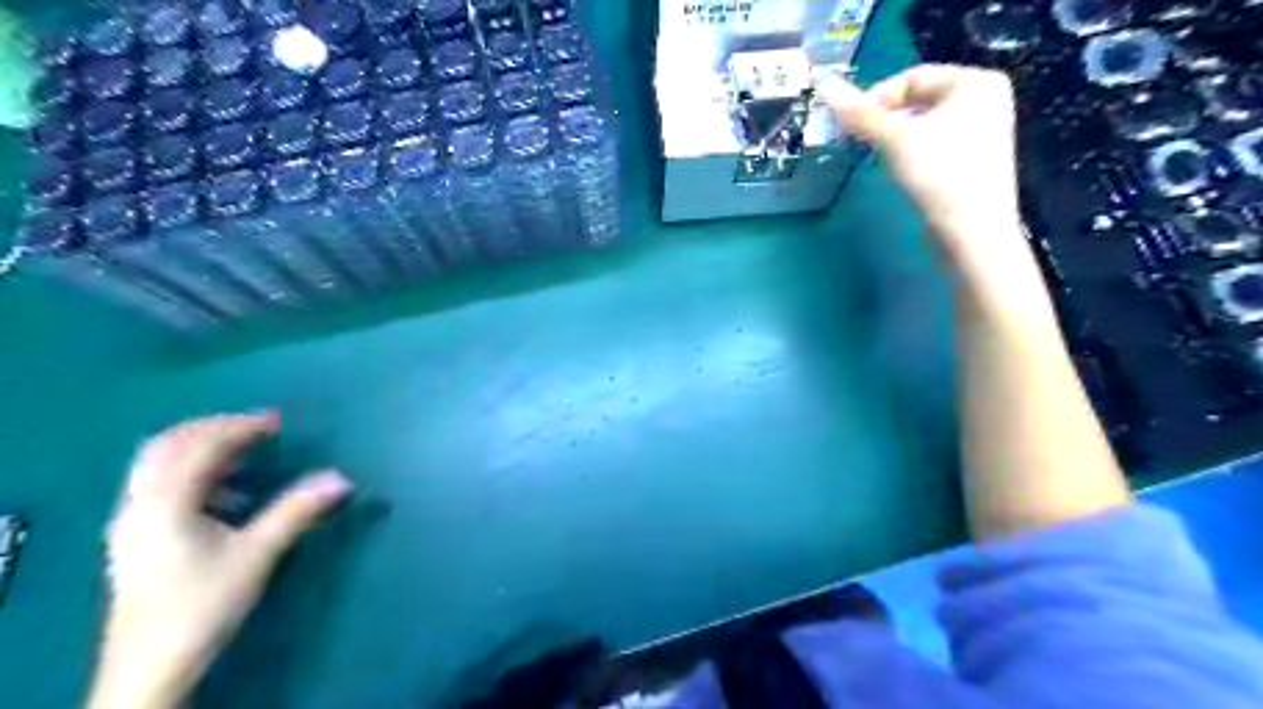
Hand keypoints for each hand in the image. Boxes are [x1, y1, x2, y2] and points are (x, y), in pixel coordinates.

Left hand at [90, 413, 351, 705]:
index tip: (278, 421)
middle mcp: (139, 504)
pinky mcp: (133, 539)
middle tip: (257, 428)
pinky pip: (158, 486)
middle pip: (167, 446)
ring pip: (158, 465)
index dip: (239, 427)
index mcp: (165, 502)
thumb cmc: (202, 605)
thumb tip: (343, 478)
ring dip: (201, 450)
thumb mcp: (257, 554)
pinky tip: (225, 497)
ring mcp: (129, 522)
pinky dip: (191, 474)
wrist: (149, 668)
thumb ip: (297, 511)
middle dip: (213, 428)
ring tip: (245, 455)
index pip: (200, 446)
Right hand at [827, 64, 1029, 279]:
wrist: (973, 233)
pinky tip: (907, 173)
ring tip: (883, 159)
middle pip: (920, 99)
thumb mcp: (895, 140)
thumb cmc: (940, 176)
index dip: (877, 98)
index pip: (913, 77)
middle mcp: (987, 98)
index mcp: (975, 81)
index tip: (852, 125)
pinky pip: (938, 142)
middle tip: (864, 143)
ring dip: (898, 137)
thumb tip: (825, 84)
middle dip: (888, 119)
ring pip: (926, 123)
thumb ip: (860, 113)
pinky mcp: (977, 159)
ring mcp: (985, 130)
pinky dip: (916, 152)